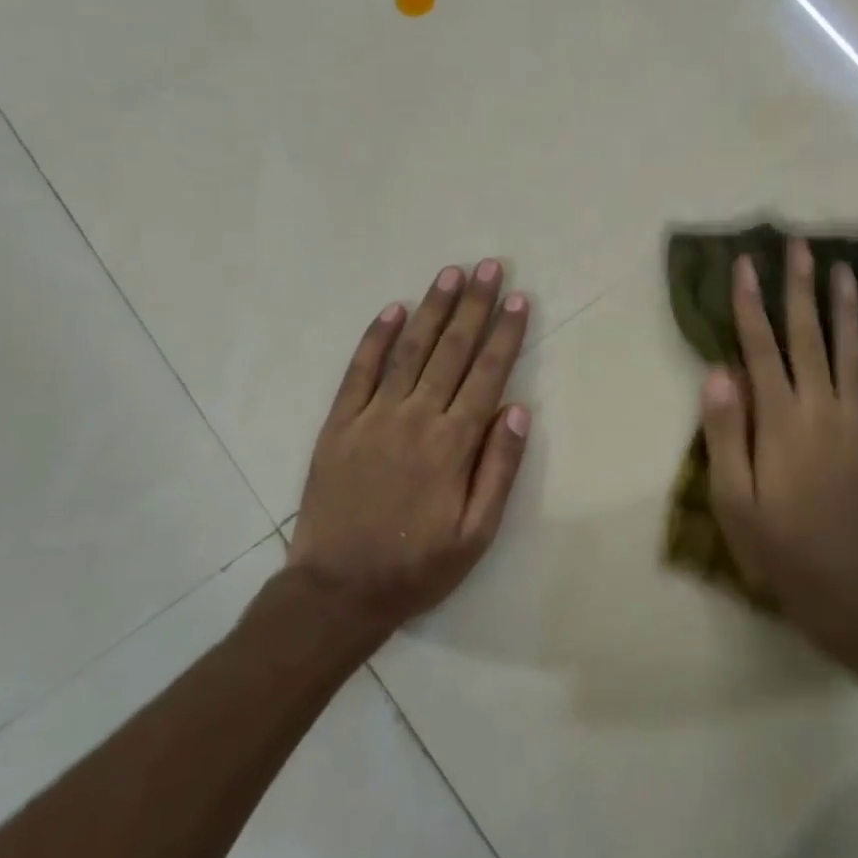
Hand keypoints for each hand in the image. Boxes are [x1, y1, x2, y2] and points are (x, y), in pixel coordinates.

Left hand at [284, 260, 531, 631]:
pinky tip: (392, 310)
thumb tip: (518, 411)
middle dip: (474, 306)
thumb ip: (498, 470)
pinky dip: (376, 338)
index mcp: (452, 445)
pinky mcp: (339, 425)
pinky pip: (359, 372)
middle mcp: (415, 419)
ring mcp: (373, 417)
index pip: (487, 375)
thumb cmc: (417, 566)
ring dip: (431, 309)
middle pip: (451, 351)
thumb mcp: (476, 534)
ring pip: (409, 351)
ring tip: (450, 274)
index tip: (519, 299)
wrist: (338, 591)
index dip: (505, 335)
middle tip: (490, 267)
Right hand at [699, 239, 857, 657]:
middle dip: (801, 289)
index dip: (750, 304)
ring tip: (846, 272)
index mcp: (780, 420)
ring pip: (855, 355)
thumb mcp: (732, 498)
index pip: (761, 348)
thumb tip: (719, 371)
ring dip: (849, 311)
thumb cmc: (776, 547)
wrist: (844, 592)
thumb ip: (725, 432)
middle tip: (801, 246)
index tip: (746, 264)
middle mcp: (823, 410)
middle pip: (809, 338)